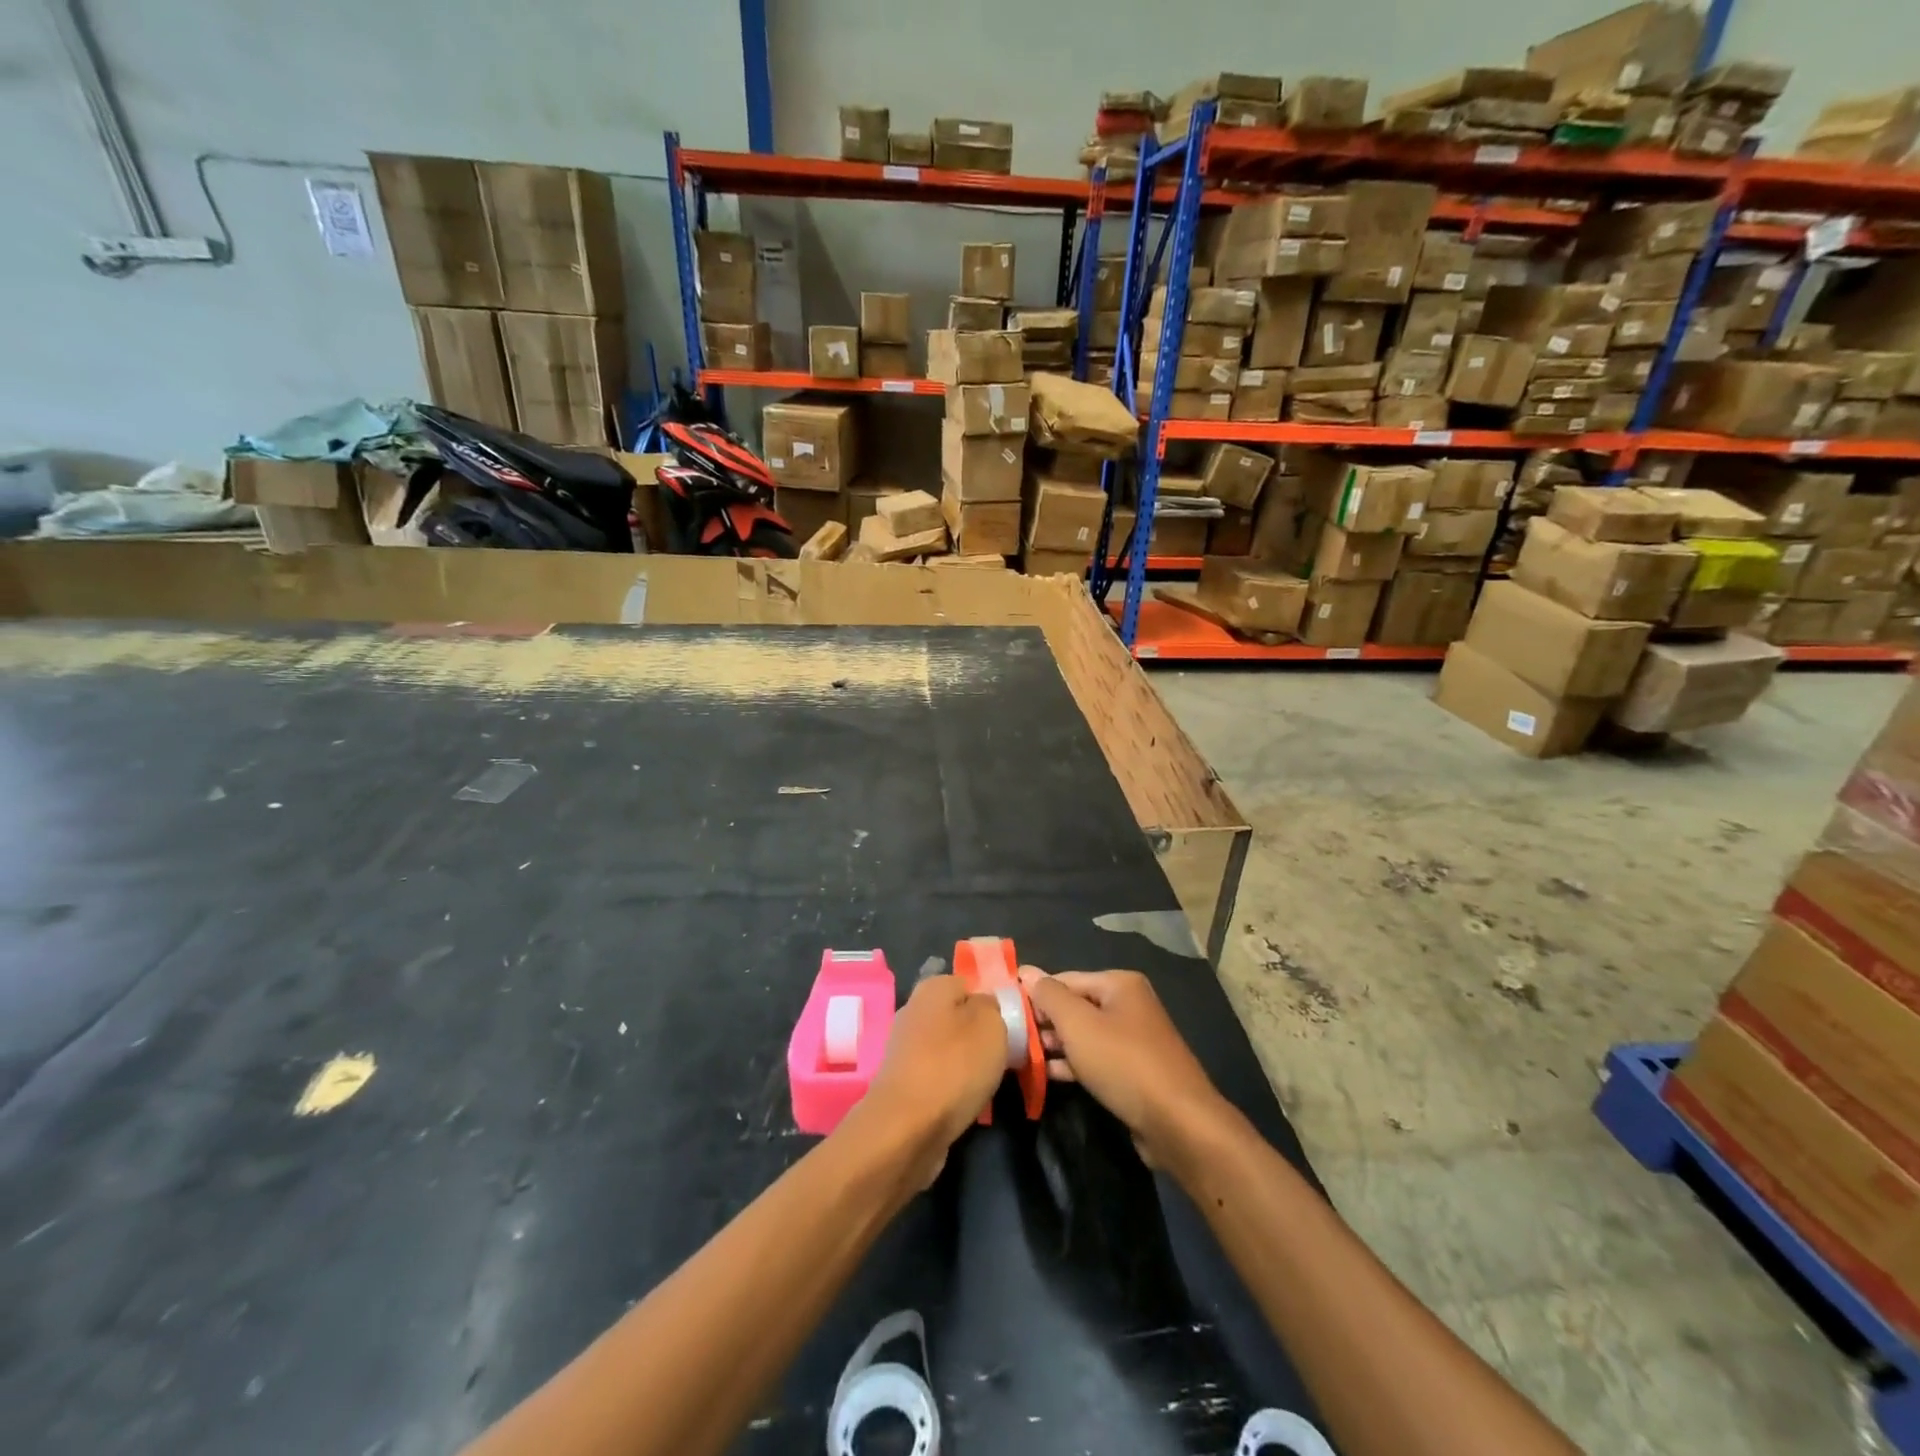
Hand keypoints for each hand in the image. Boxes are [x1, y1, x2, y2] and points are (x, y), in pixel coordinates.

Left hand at [857, 975, 1008, 1186]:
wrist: (907, 1128)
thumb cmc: (954, 1066)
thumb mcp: (991, 1024)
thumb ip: (994, 1006)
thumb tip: (986, 1006)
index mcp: (933, 987)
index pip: (971, 984)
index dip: (994, 1003)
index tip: (1013, 1027)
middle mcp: (915, 1010)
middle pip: (960, 1017)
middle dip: (982, 1035)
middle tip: (1006, 1055)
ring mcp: (906, 1048)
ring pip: (950, 1048)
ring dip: (969, 1064)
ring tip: (989, 1082)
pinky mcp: (904, 1081)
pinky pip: (939, 1075)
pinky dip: (953, 1087)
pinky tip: (968, 1101)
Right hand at [1019, 969, 1225, 1167]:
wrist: (1178, 1123)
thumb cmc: (1123, 1063)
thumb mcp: (1078, 1025)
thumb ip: (1048, 996)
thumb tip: (1025, 971)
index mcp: (1119, 984)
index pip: (1065, 980)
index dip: (1035, 996)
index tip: (1007, 1015)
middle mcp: (1129, 1005)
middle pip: (1075, 1006)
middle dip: (1045, 1022)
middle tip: (1012, 1039)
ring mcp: (1134, 1039)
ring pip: (1084, 1035)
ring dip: (1055, 1045)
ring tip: (1023, 1058)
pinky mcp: (1134, 1071)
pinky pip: (1096, 1058)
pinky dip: (1073, 1064)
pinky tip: (1048, 1075)